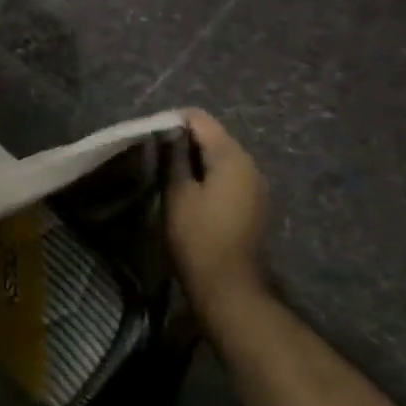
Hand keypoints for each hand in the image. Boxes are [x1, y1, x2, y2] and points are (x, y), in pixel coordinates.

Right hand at [166, 108, 269, 316]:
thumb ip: (174, 156)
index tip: (150, 135)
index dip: (173, 121)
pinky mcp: (254, 202)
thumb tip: (169, 132)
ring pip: (221, 156)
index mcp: (231, 156)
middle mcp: (249, 163)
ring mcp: (255, 183)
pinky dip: (209, 175)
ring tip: (169, 172)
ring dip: (196, 159)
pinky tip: (190, 191)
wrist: (228, 287)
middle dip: (185, 139)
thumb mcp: (177, 194)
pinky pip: (229, 175)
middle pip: (214, 135)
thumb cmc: (197, 237)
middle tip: (156, 155)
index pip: (200, 119)